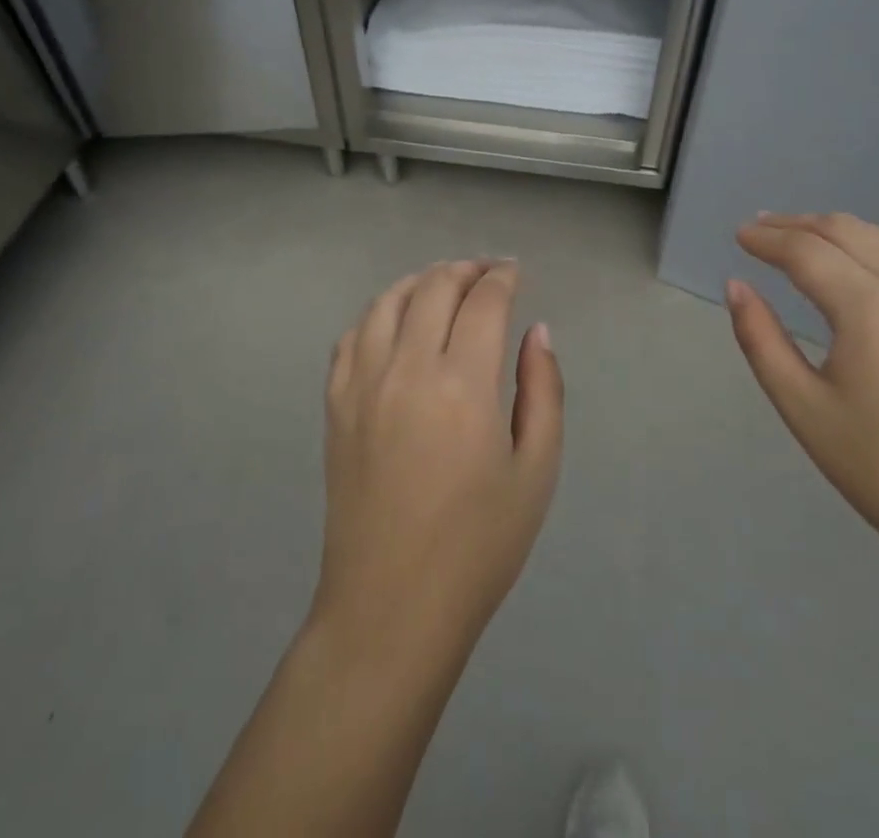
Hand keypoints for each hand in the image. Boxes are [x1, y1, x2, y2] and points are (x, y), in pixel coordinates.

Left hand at [312, 260, 563, 660]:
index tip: (515, 271)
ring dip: (420, 281)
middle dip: (465, 269)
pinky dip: (377, 314)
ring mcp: (362, 385)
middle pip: (434, 287)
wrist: (391, 609)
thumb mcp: (536, 471)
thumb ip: (543, 390)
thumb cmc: (478, 546)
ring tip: (443, 285)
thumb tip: (537, 331)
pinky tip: (394, 324)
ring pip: (386, 302)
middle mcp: (406, 370)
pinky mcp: (335, 406)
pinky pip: (351, 337)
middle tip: (488, 273)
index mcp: (462, 384)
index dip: (503, 277)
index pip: (483, 301)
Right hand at [727, 213, 878, 580]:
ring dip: (835, 230)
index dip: (767, 239)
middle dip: (797, 224)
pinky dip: (868, 247)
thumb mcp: (802, 407)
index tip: (739, 236)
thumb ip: (761, 339)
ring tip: (799, 237)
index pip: (807, 252)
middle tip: (759, 229)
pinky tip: (851, 267)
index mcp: (871, 310)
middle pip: (846, 231)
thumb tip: (736, 287)